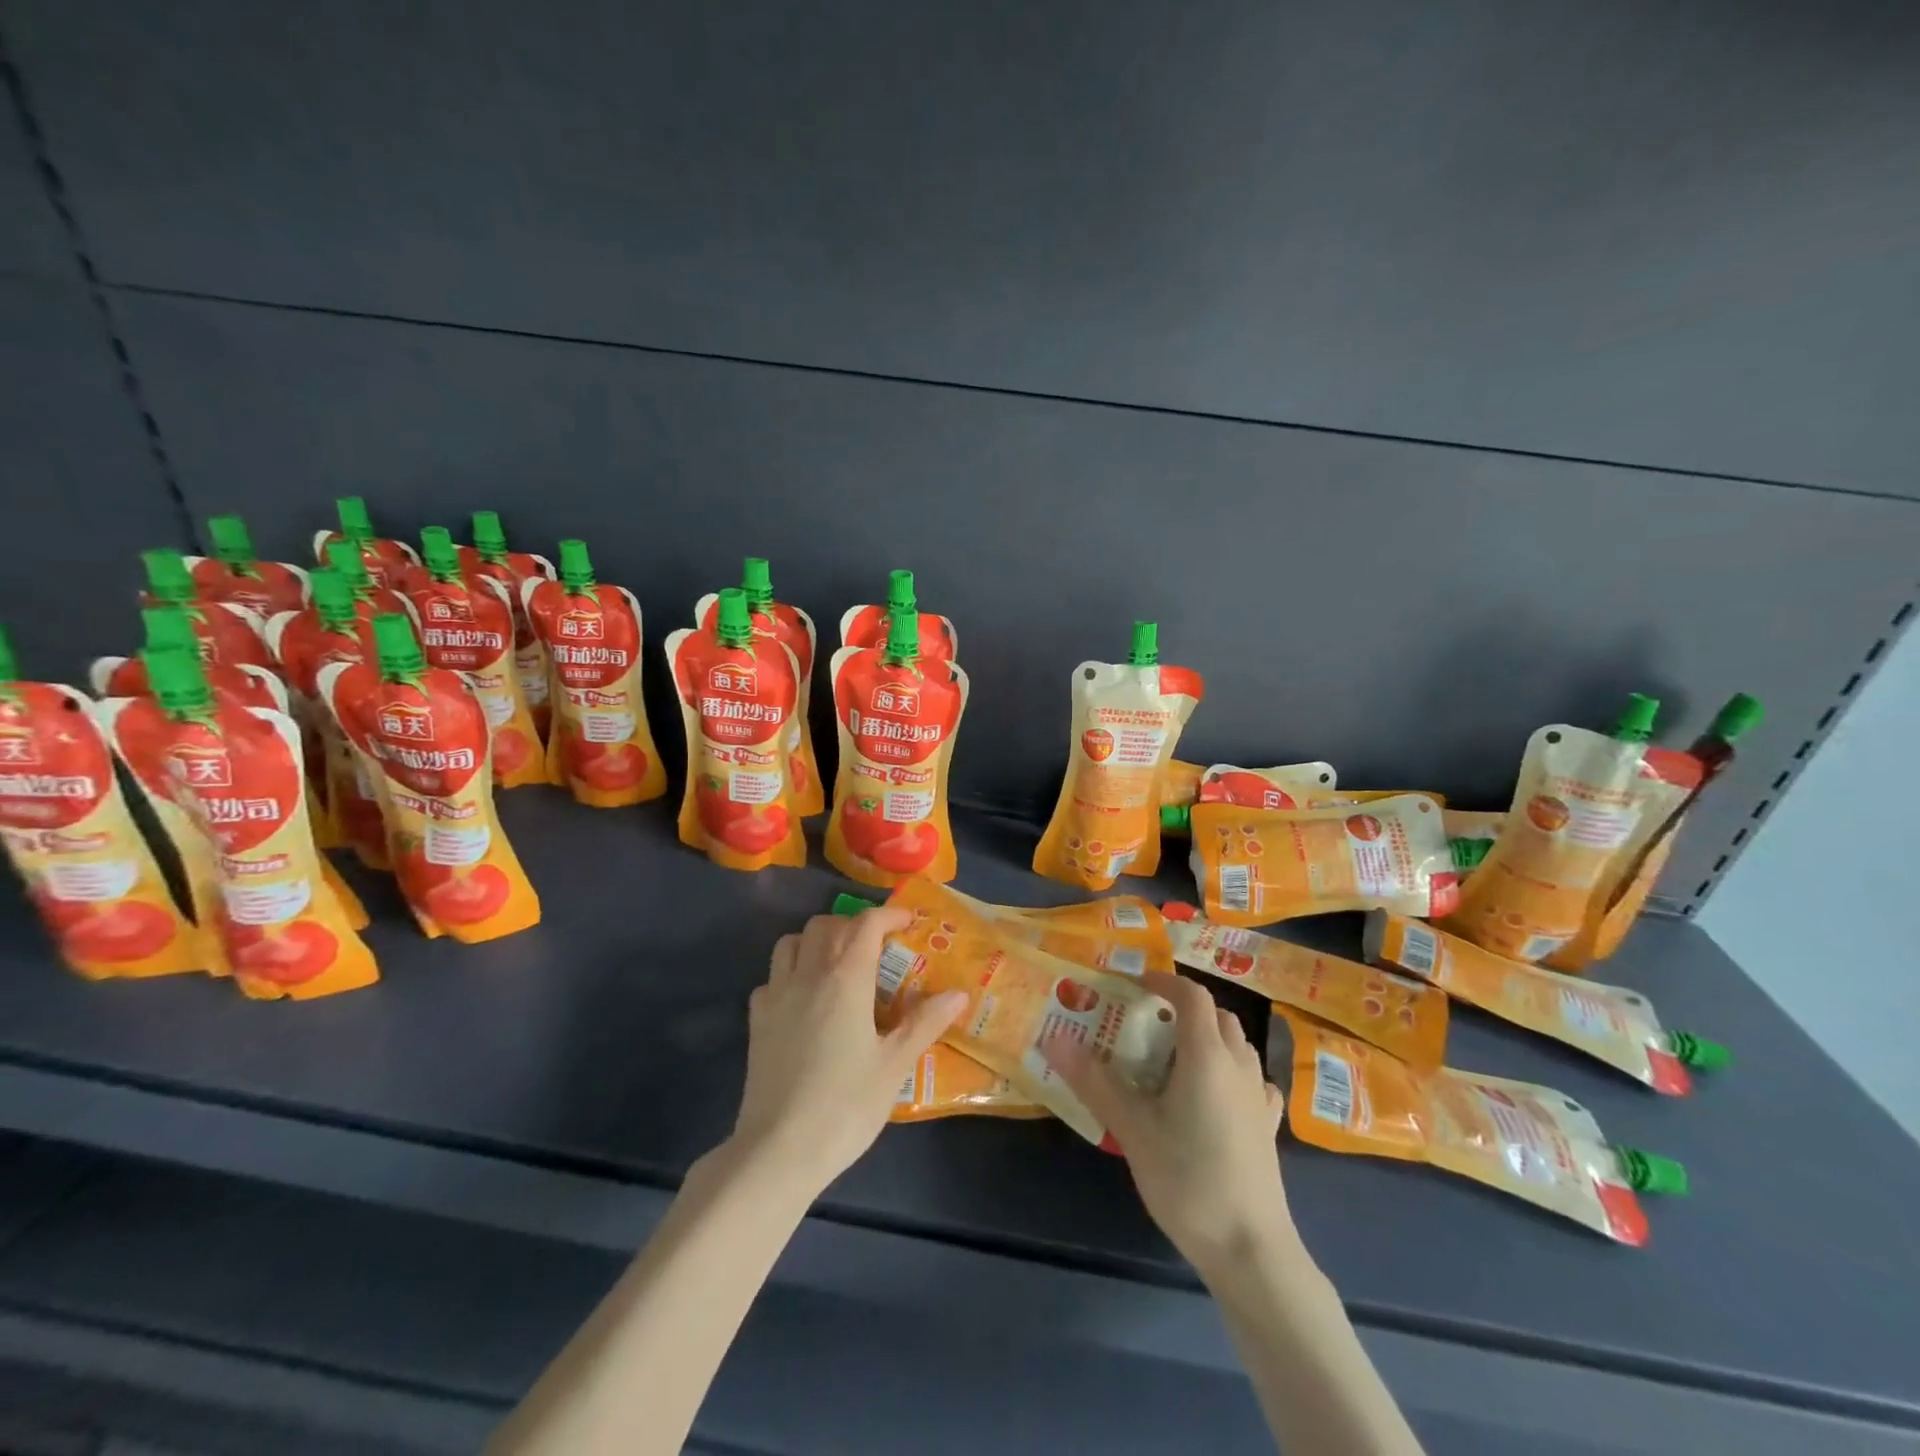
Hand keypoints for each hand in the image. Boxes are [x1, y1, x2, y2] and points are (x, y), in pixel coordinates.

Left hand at [728, 908, 967, 1197]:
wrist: (778, 1150)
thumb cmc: (845, 1105)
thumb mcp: (894, 1066)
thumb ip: (925, 1023)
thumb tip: (959, 994)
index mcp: (845, 979)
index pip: (866, 925)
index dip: (888, 915)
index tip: (908, 922)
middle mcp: (808, 975)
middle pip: (826, 926)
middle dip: (853, 926)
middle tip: (876, 948)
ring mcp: (776, 996)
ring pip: (791, 942)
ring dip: (816, 941)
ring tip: (837, 964)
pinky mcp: (756, 1021)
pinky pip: (771, 977)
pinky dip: (790, 973)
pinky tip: (804, 1000)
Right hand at [1044, 970, 1293, 1281]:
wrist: (1251, 1250)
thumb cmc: (1188, 1180)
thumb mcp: (1132, 1129)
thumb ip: (1093, 1080)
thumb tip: (1053, 1037)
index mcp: (1207, 1055)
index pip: (1191, 995)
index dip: (1163, 981)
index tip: (1133, 985)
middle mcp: (1239, 1065)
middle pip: (1216, 1015)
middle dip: (1182, 1009)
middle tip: (1146, 1024)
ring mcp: (1259, 1096)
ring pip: (1236, 1044)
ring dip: (1207, 1036)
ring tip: (1172, 1059)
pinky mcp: (1268, 1126)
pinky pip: (1251, 1078)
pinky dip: (1230, 1070)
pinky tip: (1214, 1095)